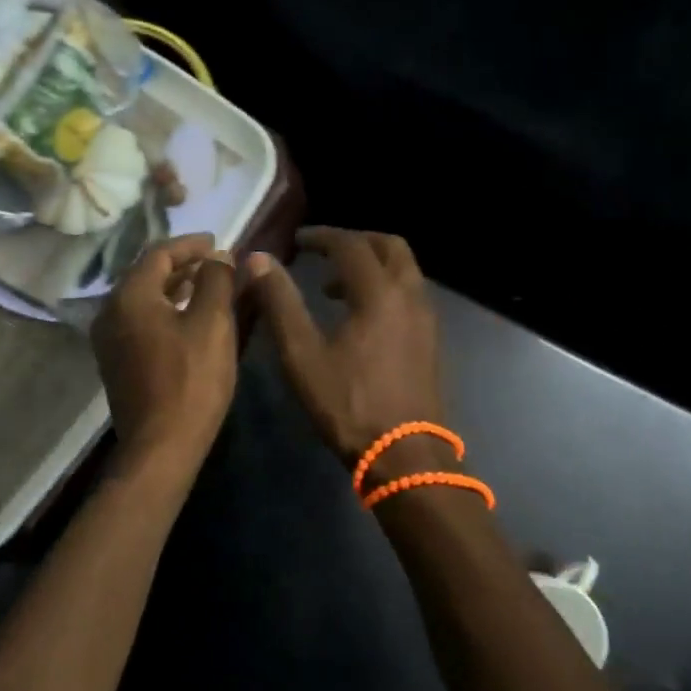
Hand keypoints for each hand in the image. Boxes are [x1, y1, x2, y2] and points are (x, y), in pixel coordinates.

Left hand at [92, 233, 238, 468]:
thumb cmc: (191, 380)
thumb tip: (218, 256)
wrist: (161, 445)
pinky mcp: (116, 361)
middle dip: (182, 264)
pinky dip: (164, 309)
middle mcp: (110, 311)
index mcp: (129, 296)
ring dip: (173, 287)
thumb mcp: (213, 323)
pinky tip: (187, 317)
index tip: (218, 241)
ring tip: (206, 285)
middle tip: (215, 261)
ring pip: (143, 298)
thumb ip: (216, 280)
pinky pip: (140, 320)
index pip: (159, 253)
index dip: (190, 243)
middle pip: (146, 274)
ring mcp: (109, 339)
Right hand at [245, 228, 445, 471]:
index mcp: (379, 293)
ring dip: (372, 264)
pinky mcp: (431, 339)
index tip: (297, 240)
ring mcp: (426, 318)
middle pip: (389, 246)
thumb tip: (258, 260)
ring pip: (404, 270)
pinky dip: (385, 286)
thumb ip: (280, 302)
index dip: (322, 237)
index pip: (350, 245)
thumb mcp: (302, 354)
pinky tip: (360, 315)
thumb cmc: (348, 403)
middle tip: (323, 251)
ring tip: (333, 284)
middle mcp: (410, 296)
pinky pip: (410, 292)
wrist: (405, 454)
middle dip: (355, 241)